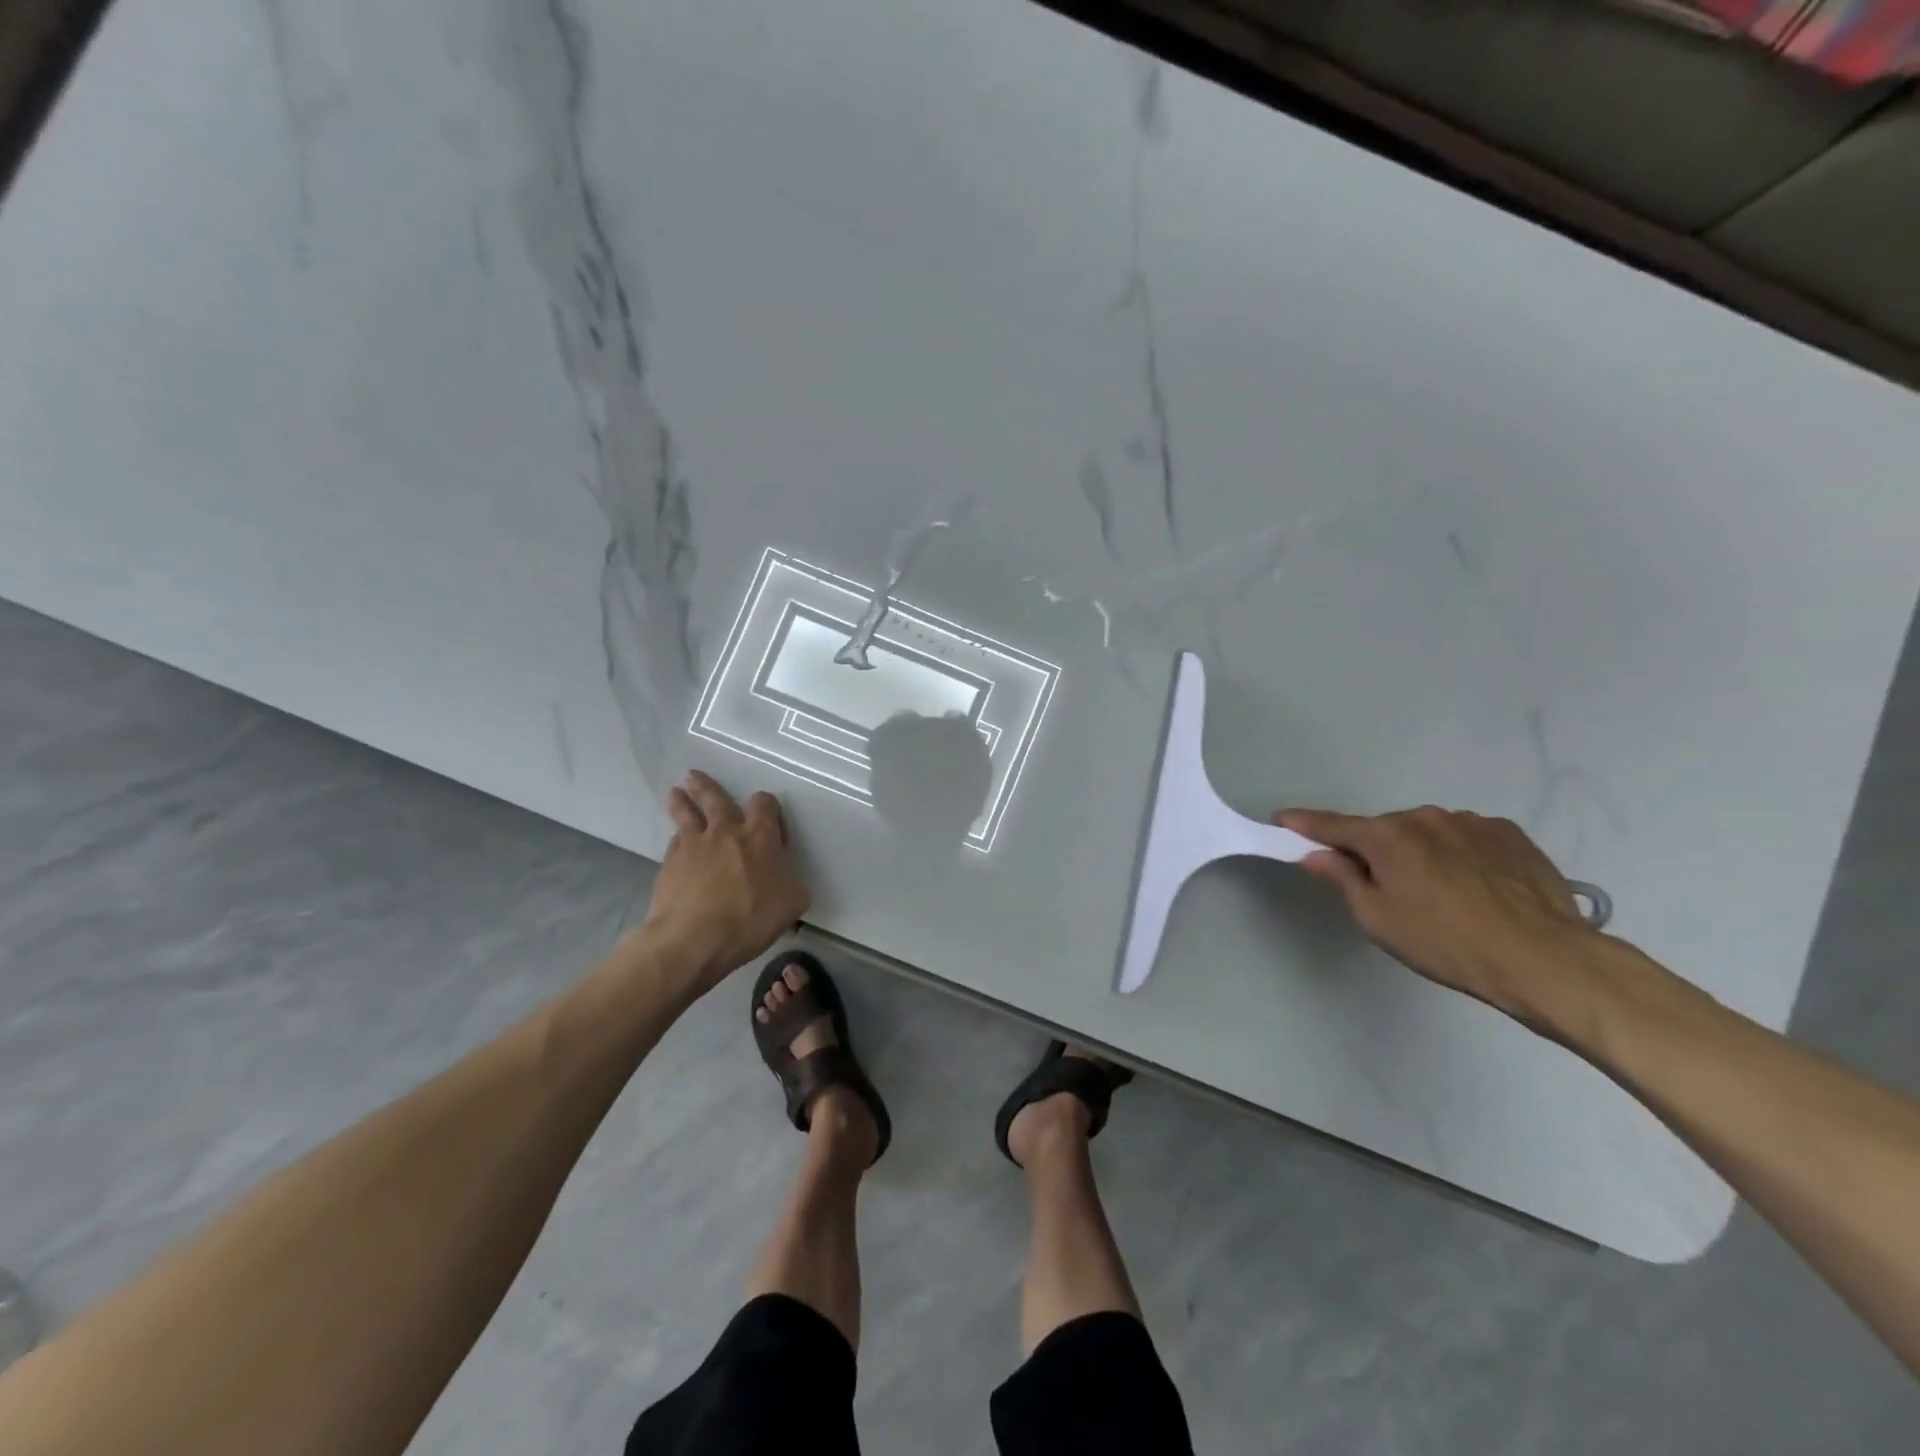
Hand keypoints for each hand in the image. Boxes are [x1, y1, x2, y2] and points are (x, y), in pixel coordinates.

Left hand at [638, 771, 809, 993]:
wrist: (691, 940)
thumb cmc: (749, 918)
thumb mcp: (793, 903)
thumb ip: (792, 883)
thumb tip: (786, 879)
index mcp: (759, 836)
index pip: (764, 804)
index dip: (769, 808)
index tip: (774, 826)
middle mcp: (725, 832)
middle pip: (715, 799)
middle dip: (707, 787)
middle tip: (695, 776)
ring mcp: (693, 846)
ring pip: (686, 815)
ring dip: (682, 802)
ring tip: (676, 792)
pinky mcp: (668, 865)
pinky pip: (674, 843)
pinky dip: (677, 839)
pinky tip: (676, 843)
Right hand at [1277, 805, 1599, 1022]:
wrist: (1546, 959)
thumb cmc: (1447, 944)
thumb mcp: (1379, 920)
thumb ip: (1343, 879)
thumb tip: (1317, 855)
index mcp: (1387, 836)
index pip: (1332, 825)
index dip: (1304, 824)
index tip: (1282, 818)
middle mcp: (1424, 817)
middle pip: (1383, 830)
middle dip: (1375, 851)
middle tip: (1384, 889)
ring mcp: (1471, 822)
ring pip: (1426, 833)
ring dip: (1420, 853)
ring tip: (1440, 894)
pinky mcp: (1509, 834)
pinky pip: (1466, 838)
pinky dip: (1457, 854)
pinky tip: (1475, 887)